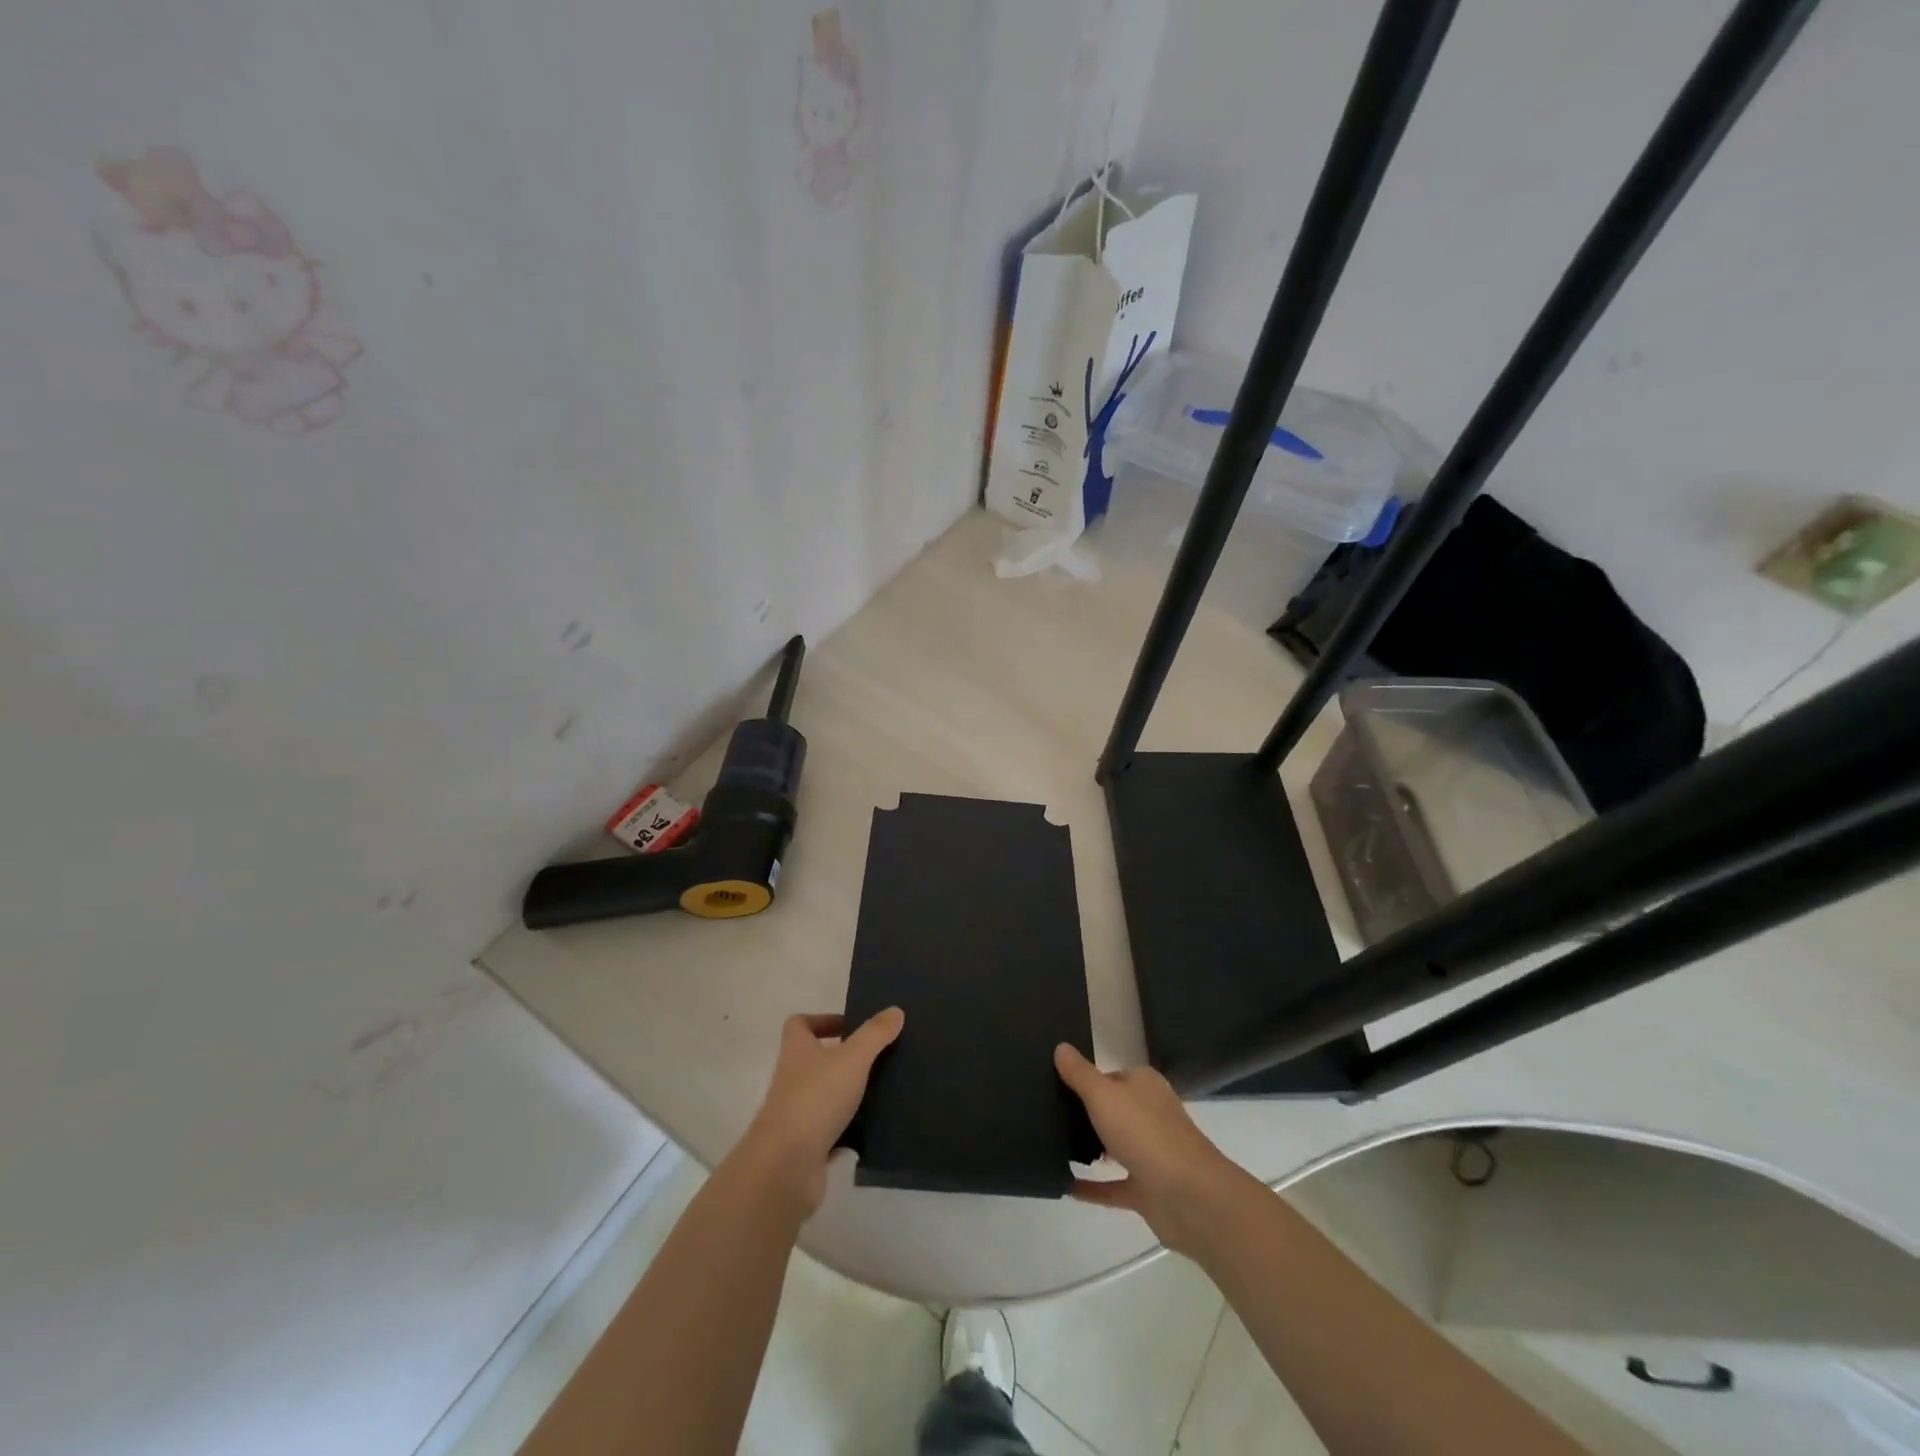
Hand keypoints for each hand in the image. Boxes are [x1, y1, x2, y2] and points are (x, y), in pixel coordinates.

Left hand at [739, 1009, 903, 1212]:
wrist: (785, 1167)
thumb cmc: (815, 1099)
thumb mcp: (852, 1059)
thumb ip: (874, 1034)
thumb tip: (895, 1010)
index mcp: (797, 1050)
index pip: (800, 1024)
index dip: (823, 1020)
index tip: (851, 1026)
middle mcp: (792, 1078)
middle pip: (815, 1058)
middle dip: (844, 1057)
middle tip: (878, 1057)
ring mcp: (797, 1113)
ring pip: (826, 1095)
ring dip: (850, 1092)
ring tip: (884, 1089)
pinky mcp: (807, 1145)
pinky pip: (832, 1129)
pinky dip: (850, 1128)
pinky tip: (875, 1128)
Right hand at [1054, 1044, 1244, 1254]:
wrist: (1190, 1197)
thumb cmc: (1145, 1134)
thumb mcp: (1104, 1095)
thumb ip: (1080, 1074)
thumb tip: (1061, 1046)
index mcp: (1144, 1085)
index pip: (1110, 1075)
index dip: (1084, 1079)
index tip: (1052, 1084)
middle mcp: (1149, 1114)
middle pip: (1112, 1109)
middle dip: (1084, 1113)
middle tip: (1045, 1114)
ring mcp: (1150, 1153)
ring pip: (1114, 1145)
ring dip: (1090, 1148)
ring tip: (1050, 1146)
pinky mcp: (1147, 1189)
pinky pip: (1113, 1185)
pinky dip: (1092, 1187)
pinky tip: (1065, 1186)